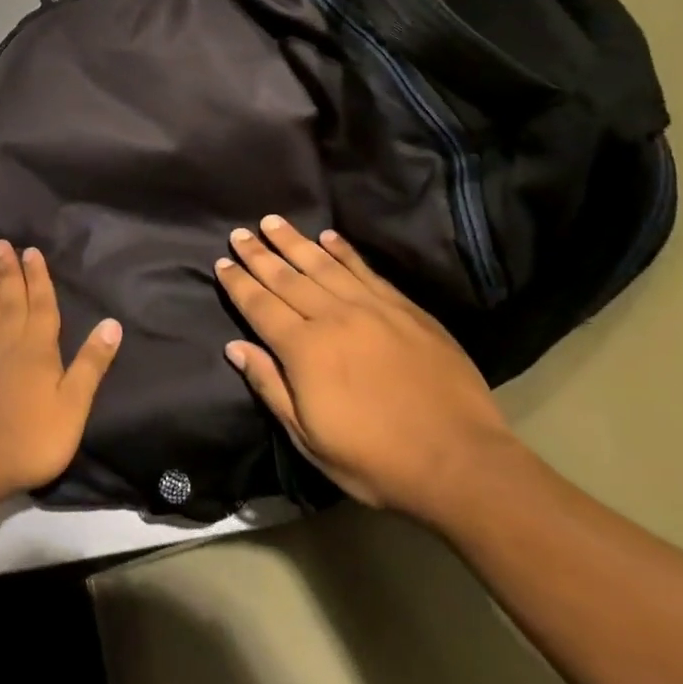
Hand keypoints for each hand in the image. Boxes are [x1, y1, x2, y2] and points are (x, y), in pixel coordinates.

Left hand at [0, 240, 121, 498]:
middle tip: (1, 245)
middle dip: (10, 272)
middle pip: (11, 302)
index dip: (38, 278)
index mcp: (38, 349)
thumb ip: (91, 363)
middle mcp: (9, 346)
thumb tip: (111, 323)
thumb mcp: (73, 403)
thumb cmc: (33, 435)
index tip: (31, 251)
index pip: (41, 305)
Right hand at [215, 215, 515, 520]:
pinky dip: (344, 252)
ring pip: (323, 265)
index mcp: (304, 350)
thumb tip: (235, 347)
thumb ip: (270, 386)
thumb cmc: (375, 460)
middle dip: (259, 254)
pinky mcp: (405, 310)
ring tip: (272, 222)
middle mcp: (333, 318)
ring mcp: (372, 309)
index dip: (238, 283)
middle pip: (287, 278)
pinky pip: (366, 271)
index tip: (222, 261)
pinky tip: (328, 237)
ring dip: (294, 242)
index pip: (260, 306)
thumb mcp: (309, 438)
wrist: (461, 462)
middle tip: (240, 232)